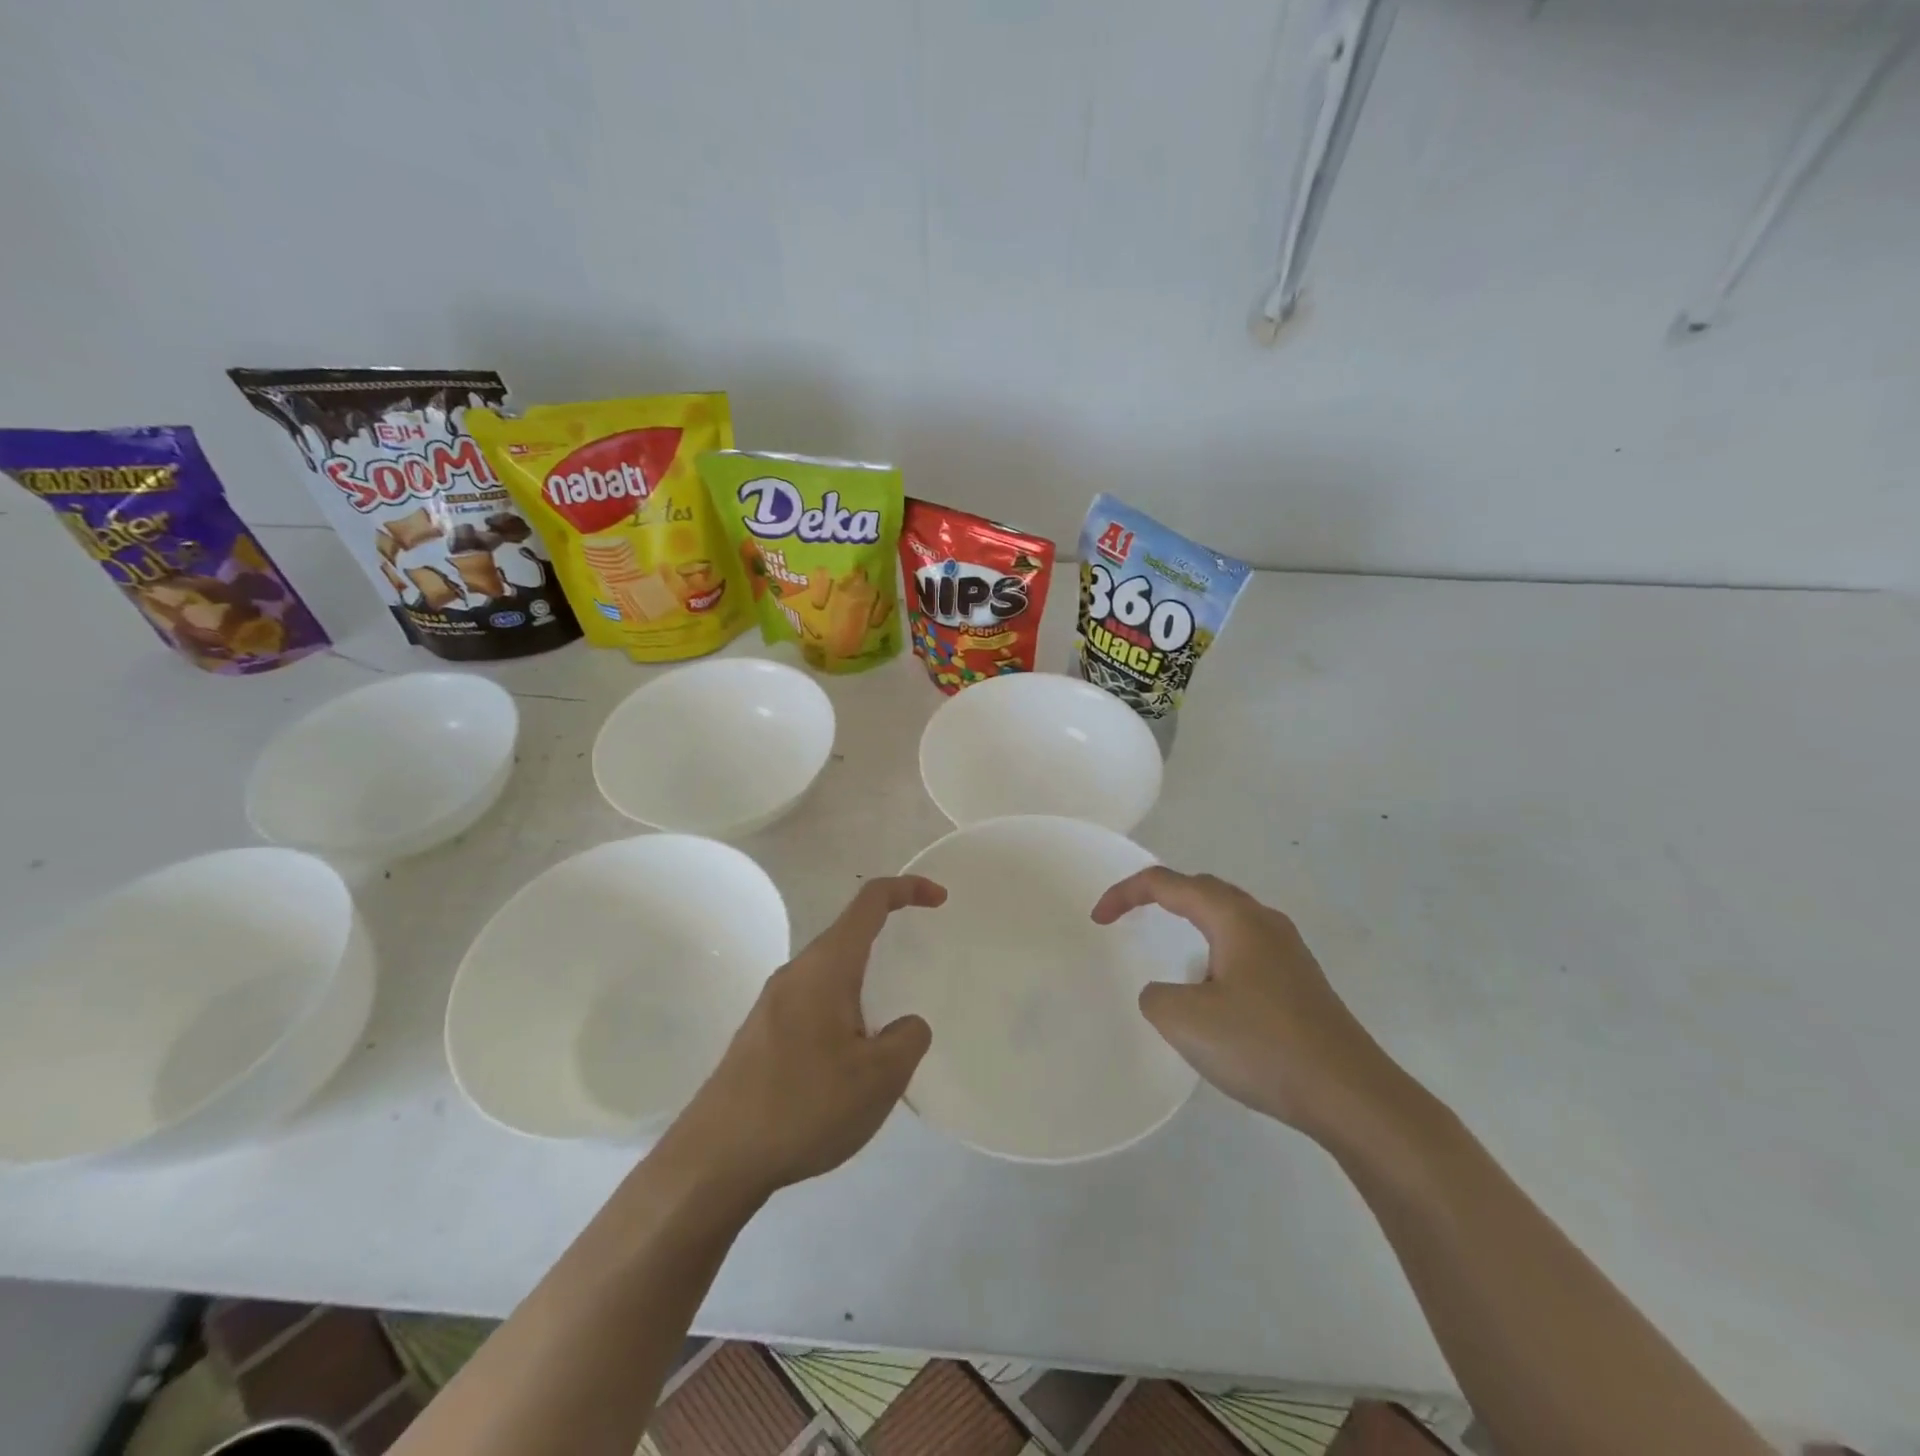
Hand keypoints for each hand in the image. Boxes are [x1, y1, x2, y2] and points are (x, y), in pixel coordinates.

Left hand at [661, 877, 944, 1202]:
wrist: (715, 1160)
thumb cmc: (804, 1105)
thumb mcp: (880, 1077)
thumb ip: (908, 1039)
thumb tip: (905, 1025)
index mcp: (826, 967)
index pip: (870, 903)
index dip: (908, 889)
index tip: (940, 899)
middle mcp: (796, 973)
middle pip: (848, 935)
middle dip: (887, 939)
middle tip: (920, 968)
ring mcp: (772, 1005)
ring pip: (830, 975)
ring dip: (864, 986)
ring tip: (887, 1033)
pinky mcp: (760, 1036)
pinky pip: (813, 1005)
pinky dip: (843, 1014)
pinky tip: (848, 1064)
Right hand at [1092, 867, 1404, 1145]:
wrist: (1353, 1096)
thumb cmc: (1264, 1047)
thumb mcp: (1185, 1021)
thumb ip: (1156, 996)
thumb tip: (1167, 993)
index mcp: (1235, 918)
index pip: (1168, 883)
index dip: (1126, 894)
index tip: (1098, 919)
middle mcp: (1264, 922)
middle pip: (1203, 889)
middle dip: (1160, 895)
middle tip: (1129, 916)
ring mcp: (1289, 951)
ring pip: (1228, 917)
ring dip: (1191, 921)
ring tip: (1168, 944)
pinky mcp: (1301, 981)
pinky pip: (1245, 946)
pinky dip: (1214, 948)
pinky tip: (1213, 987)